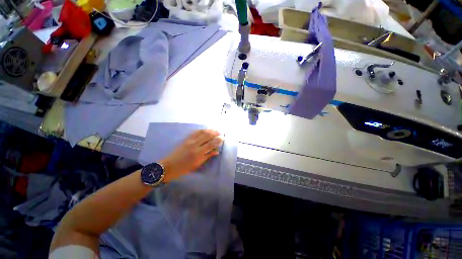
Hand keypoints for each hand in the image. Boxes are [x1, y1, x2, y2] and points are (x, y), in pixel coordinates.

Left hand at [160, 129, 222, 181]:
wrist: (169, 166)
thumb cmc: (184, 168)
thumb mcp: (198, 164)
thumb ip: (208, 156)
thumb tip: (217, 151)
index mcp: (198, 153)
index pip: (211, 143)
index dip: (218, 140)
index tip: (223, 138)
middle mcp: (195, 144)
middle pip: (207, 135)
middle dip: (215, 133)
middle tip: (220, 133)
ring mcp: (189, 140)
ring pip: (202, 131)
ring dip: (210, 130)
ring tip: (215, 131)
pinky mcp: (186, 138)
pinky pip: (195, 132)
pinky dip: (202, 130)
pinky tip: (206, 131)